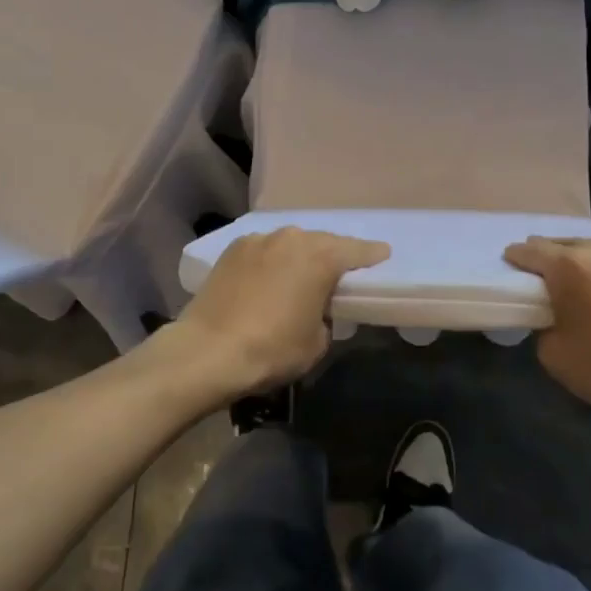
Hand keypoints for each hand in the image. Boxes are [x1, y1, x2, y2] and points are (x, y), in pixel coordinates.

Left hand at [170, 227, 389, 397]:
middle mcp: (293, 239)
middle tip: (339, 272)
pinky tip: (268, 277)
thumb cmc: (271, 349)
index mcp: (321, 258)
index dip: (372, 254)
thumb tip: (316, 309)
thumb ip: (326, 317)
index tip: (382, 255)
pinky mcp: (233, 249)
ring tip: (300, 275)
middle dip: (333, 255)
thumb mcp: (316, 343)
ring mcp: (260, 240)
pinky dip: (272, 260)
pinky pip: (264, 250)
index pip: (357, 250)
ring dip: (299, 256)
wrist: (207, 351)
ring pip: (291, 244)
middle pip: (323, 242)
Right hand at [503, 236, 590, 444]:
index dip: (517, 259)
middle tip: (550, 283)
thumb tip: (552, 313)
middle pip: (565, 244)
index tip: (513, 270)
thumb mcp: (554, 355)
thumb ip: (542, 322)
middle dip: (552, 259)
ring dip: (588, 263)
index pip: (530, 250)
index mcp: (570, 266)